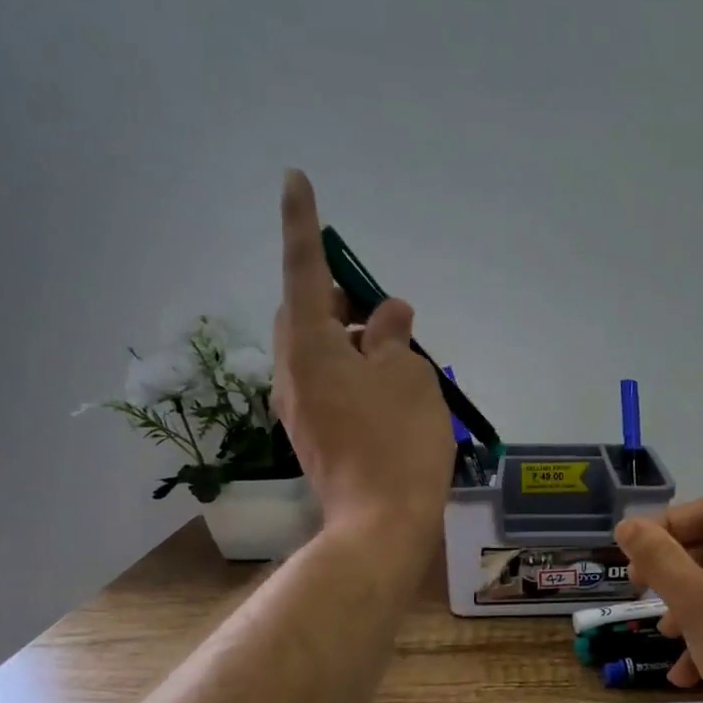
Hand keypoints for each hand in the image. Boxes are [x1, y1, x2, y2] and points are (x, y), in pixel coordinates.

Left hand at [272, 170, 453, 539]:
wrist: (381, 523)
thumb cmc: (399, 441)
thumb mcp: (409, 376)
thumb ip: (394, 336)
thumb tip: (388, 314)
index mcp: (310, 346)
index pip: (303, 269)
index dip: (303, 223)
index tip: (295, 179)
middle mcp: (293, 371)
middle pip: (306, 313)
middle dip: (337, 296)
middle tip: (379, 304)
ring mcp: (299, 406)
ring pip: (318, 350)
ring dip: (350, 337)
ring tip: (396, 351)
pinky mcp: (314, 433)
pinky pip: (327, 382)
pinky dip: (352, 369)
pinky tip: (387, 387)